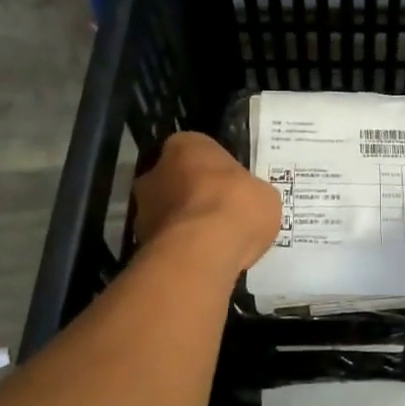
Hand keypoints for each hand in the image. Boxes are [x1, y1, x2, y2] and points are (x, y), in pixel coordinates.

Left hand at [133, 132, 281, 275]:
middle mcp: (156, 170)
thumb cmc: (236, 206)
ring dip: (184, 225)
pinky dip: (180, 249)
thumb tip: (246, 201)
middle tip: (221, 216)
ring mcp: (143, 208)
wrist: (203, 252)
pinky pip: (166, 242)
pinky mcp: (141, 242)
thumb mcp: (264, 194)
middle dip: (194, 197)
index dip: (215, 170)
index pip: (197, 151)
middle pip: (176, 180)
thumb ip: (249, 192)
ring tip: (213, 244)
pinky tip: (203, 260)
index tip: (230, 187)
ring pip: (167, 213)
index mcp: (187, 145)